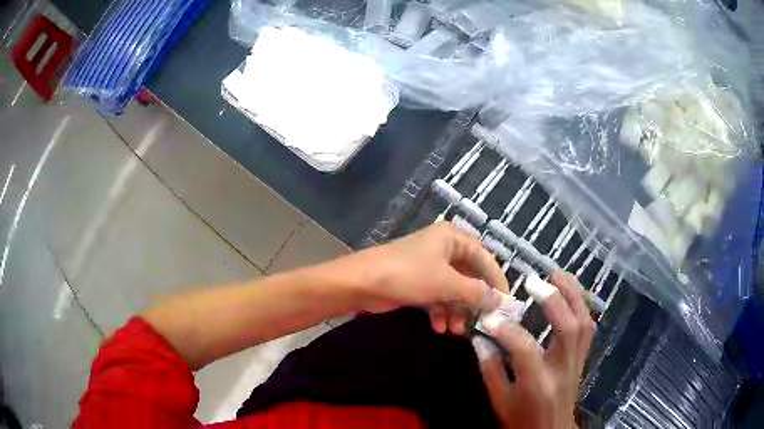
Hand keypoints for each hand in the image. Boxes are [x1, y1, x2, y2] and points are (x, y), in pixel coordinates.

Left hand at [341, 223, 508, 333]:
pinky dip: (441, 312)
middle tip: (483, 322)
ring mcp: (429, 266)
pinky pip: (438, 297)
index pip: (485, 258)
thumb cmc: (408, 275)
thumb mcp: (447, 283)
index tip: (506, 303)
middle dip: (473, 301)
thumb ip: (476, 292)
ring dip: (457, 311)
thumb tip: (500, 301)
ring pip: (453, 290)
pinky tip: (439, 327)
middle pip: (469, 276)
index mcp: (452, 238)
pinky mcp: (417, 282)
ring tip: (456, 330)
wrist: (361, 283)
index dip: (497, 281)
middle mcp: (443, 249)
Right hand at [472, 273, 595, 428]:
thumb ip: (491, 369)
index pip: (525, 350)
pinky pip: (588, 328)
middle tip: (534, 281)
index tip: (489, 317)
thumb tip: (481, 338)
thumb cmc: (521, 420)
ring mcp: (577, 363)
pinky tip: (571, 294)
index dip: (506, 329)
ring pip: (584, 323)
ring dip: (573, 295)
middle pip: (568, 328)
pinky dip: (581, 306)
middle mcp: (562, 369)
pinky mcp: (583, 359)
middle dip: (553, 299)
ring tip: (558, 276)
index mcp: (537, 384)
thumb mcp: (499, 401)